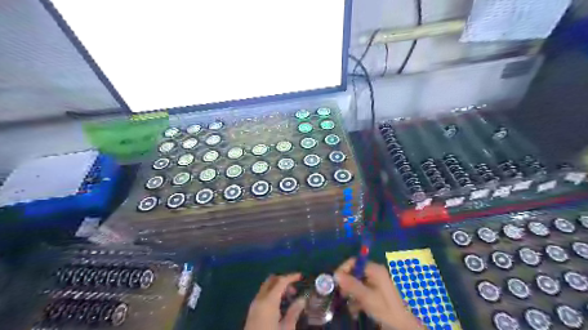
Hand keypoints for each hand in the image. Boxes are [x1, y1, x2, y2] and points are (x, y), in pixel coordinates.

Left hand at [245, 273, 307, 329]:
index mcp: (269, 301)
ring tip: (289, 299)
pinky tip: (279, 306)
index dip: (291, 277)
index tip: (301, 277)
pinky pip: (262, 296)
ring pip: (266, 287)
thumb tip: (302, 300)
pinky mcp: (251, 312)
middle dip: (283, 281)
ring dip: (277, 288)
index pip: (281, 281)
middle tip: (294, 290)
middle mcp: (259, 299)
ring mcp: (254, 305)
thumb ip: (294, 312)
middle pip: (271, 280)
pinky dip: (271, 294)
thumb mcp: (287, 328)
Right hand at [336, 259, 422, 328]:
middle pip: (355, 272)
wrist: (402, 326)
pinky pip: (362, 291)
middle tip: (341, 294)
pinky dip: (357, 299)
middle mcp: (375, 273)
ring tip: (348, 305)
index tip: (335, 280)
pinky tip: (354, 310)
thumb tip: (335, 274)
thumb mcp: (366, 297)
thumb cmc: (385, 309)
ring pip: (357, 283)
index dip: (344, 269)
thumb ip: (351, 285)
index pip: (355, 262)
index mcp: (375, 270)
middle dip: (347, 284)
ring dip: (351, 294)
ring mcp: (375, 283)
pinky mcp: (376, 292)